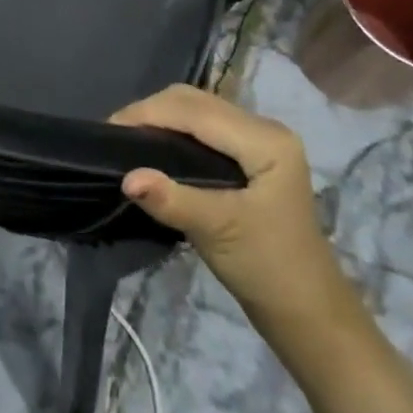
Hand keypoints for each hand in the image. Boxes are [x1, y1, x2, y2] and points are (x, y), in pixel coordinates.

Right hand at [110, 86, 360, 335]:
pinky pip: (202, 126)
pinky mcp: (248, 154)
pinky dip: (172, 130)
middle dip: (150, 111)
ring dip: (159, 118)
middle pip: (195, 101)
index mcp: (266, 140)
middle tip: (113, 136)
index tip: (107, 131)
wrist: (305, 311)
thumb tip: (126, 178)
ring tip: (125, 140)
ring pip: (196, 110)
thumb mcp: (218, 232)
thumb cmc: (268, 268)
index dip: (148, 113)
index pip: (195, 110)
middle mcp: (264, 128)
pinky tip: (152, 147)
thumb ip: (172, 200)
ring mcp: (258, 139)